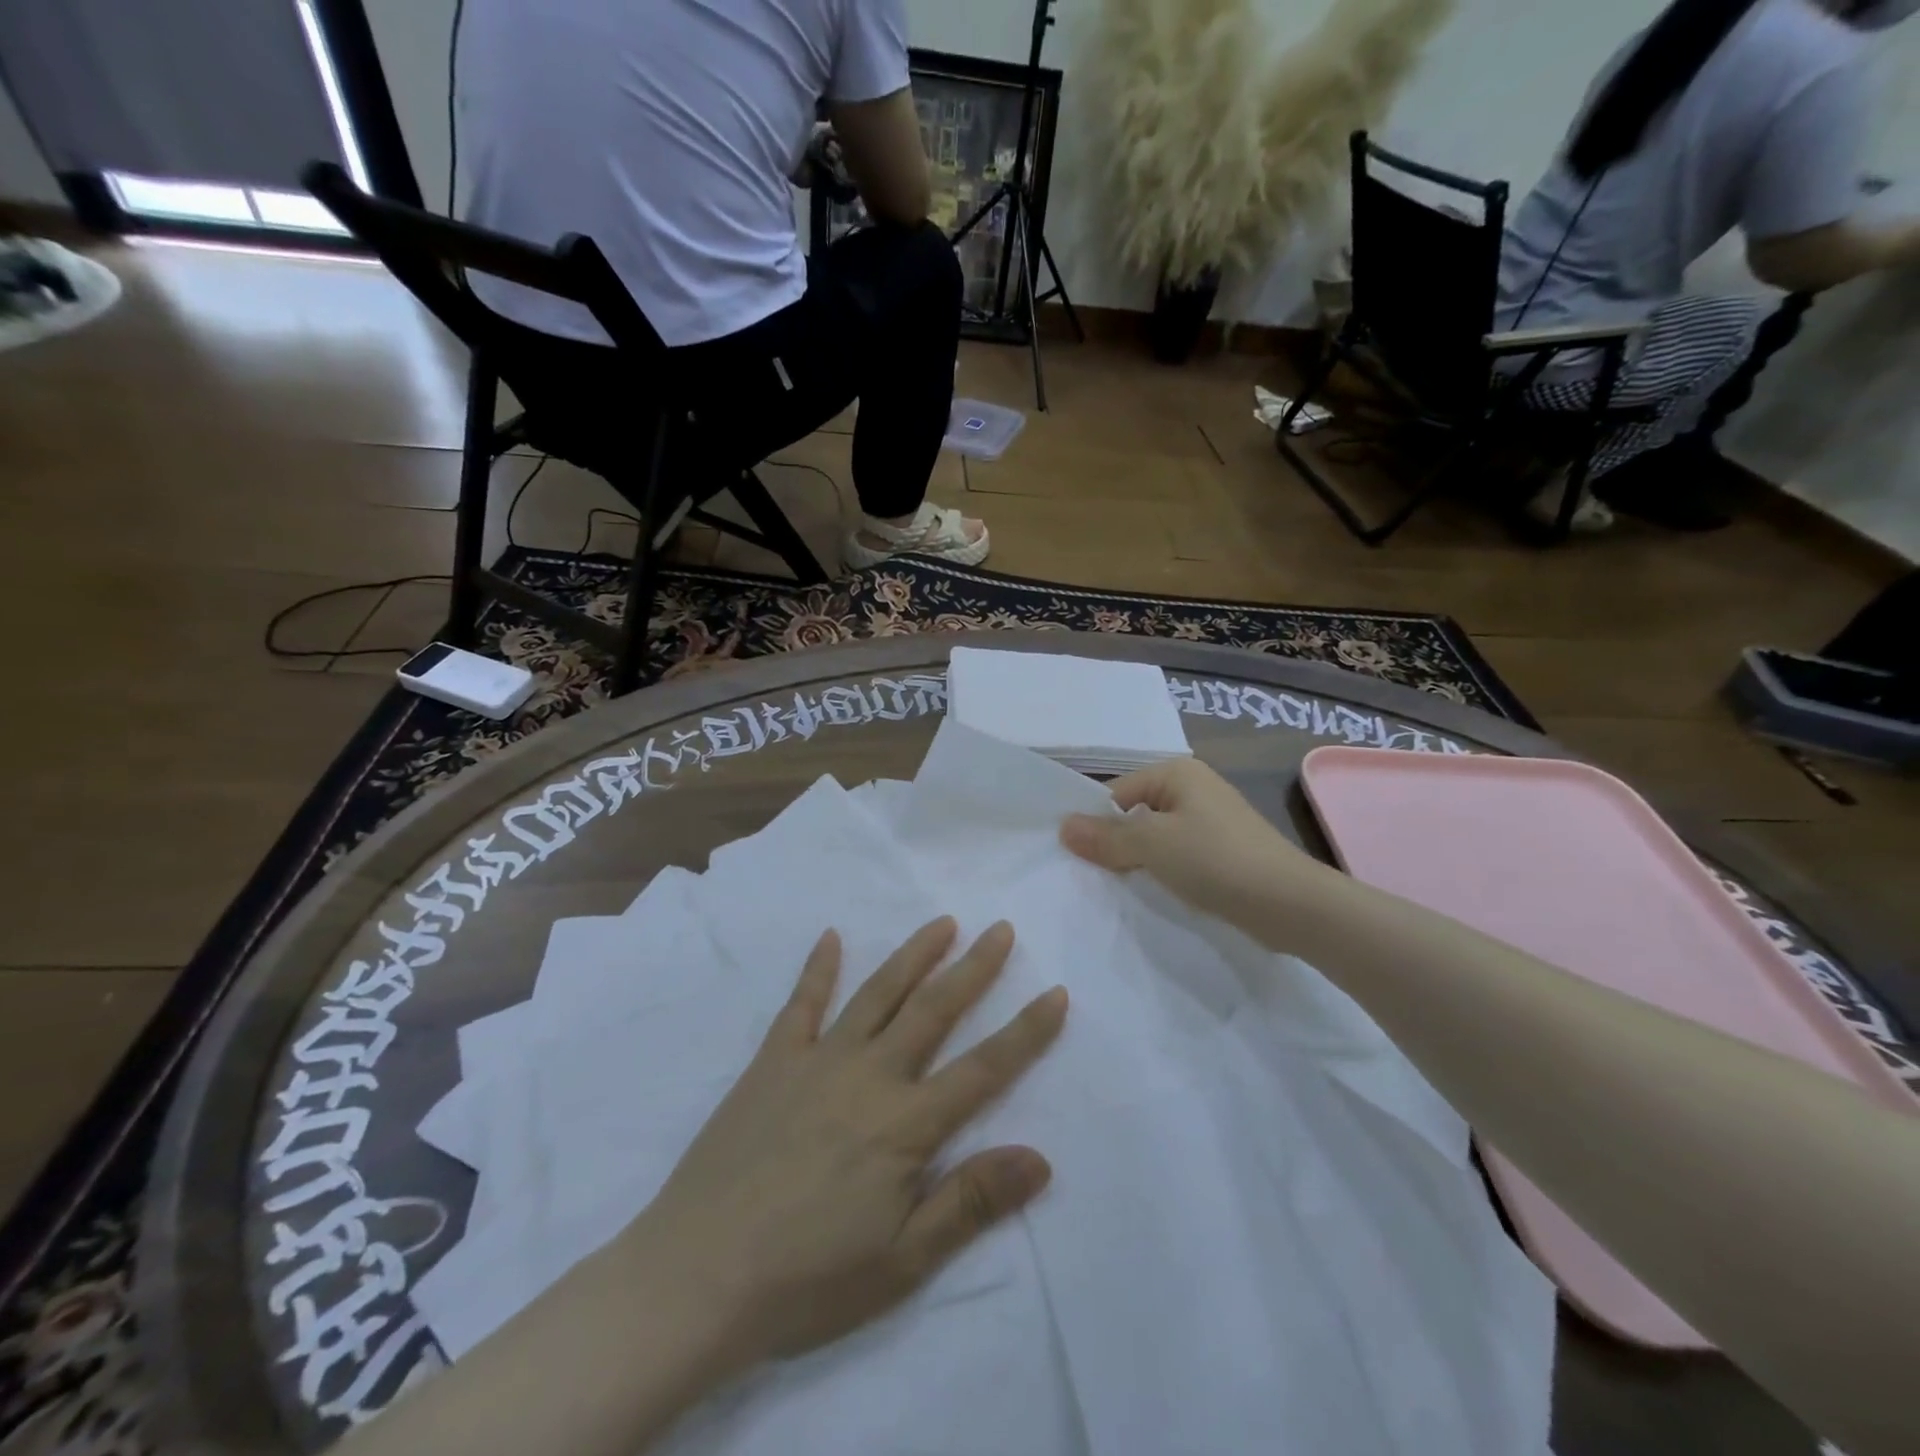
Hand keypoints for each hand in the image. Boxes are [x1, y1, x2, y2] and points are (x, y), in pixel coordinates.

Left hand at [634, 919, 1065, 1371]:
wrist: (696, 1276)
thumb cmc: (807, 1278)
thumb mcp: (902, 1261)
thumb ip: (970, 1201)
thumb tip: (1041, 1158)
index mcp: (906, 1123)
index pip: (984, 1068)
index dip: (1026, 1031)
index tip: (1056, 991)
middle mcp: (869, 1074)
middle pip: (933, 1010)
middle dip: (974, 968)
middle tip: (1001, 929)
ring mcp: (817, 1060)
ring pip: (877, 993)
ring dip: (913, 955)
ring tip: (943, 922)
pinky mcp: (772, 1061)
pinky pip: (801, 1004)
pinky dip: (818, 968)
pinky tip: (831, 937)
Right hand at [1060, 758, 1330, 942]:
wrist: (1289, 903)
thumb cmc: (1215, 860)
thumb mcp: (1152, 845)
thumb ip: (1106, 836)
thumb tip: (1063, 826)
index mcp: (1177, 773)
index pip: (1116, 792)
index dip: (1095, 823)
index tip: (1077, 857)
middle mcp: (1194, 788)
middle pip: (1135, 813)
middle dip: (1115, 843)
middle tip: (1091, 875)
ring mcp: (1211, 820)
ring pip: (1156, 837)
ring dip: (1139, 861)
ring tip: (1119, 888)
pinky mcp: (1223, 851)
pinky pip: (1178, 855)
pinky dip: (1164, 872)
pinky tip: (1154, 893)